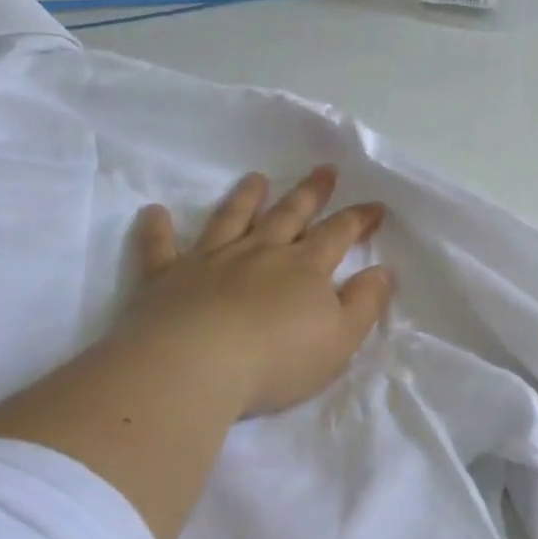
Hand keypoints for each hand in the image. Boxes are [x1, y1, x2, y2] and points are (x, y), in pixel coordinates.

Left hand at [111, 165, 394, 420]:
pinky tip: (154, 212)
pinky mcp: (165, 278)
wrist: (192, 368)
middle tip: (324, 170)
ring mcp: (211, 261)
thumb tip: (382, 271)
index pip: (339, 234)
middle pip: (290, 215)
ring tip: (256, 179)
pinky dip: (157, 229)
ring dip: (245, 198)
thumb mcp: (341, 339)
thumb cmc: (277, 360)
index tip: (375, 206)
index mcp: (305, 268)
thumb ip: (365, 303)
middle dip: (311, 193)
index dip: (359, 219)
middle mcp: (260, 253)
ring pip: (231, 219)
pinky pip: (160, 248)